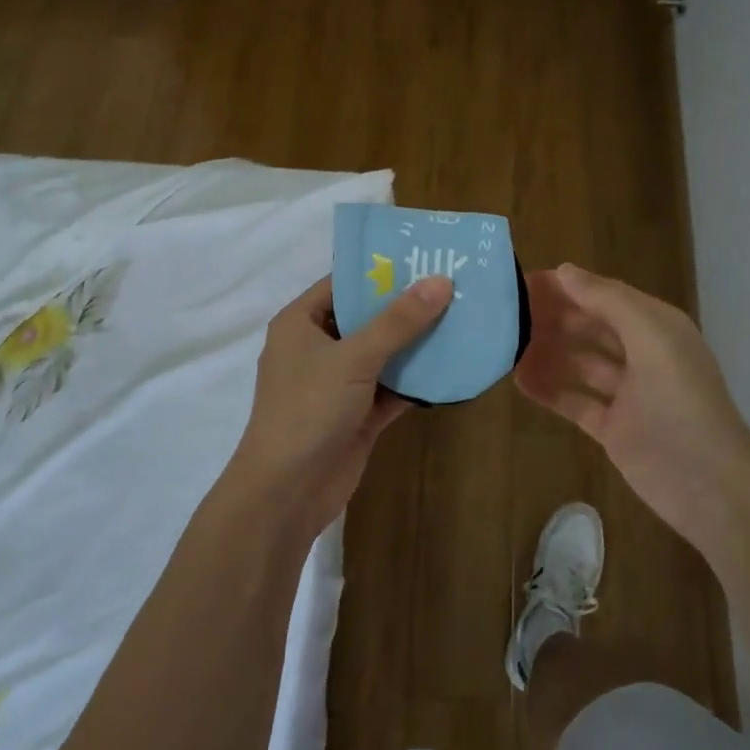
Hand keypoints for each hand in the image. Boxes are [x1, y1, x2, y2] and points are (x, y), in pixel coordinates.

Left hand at [225, 273, 452, 534]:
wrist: (287, 492)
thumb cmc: (309, 409)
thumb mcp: (355, 357)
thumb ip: (398, 321)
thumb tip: (440, 281)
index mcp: (300, 323)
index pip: (343, 283)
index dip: (381, 271)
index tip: (424, 258)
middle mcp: (316, 348)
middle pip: (366, 318)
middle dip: (406, 307)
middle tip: (453, 287)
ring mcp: (337, 383)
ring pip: (382, 354)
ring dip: (416, 344)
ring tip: (462, 319)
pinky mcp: (356, 414)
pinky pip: (390, 387)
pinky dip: (416, 380)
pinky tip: (452, 366)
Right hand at [515, 264, 749, 558]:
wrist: (709, 485)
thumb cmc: (680, 402)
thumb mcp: (650, 338)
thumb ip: (608, 300)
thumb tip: (565, 270)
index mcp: (656, 328)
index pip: (604, 296)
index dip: (567, 287)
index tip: (522, 282)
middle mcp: (643, 355)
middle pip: (591, 327)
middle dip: (554, 317)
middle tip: (506, 314)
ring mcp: (628, 394)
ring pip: (580, 363)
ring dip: (548, 352)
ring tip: (506, 345)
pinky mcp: (614, 428)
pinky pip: (575, 401)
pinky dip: (550, 390)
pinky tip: (519, 381)